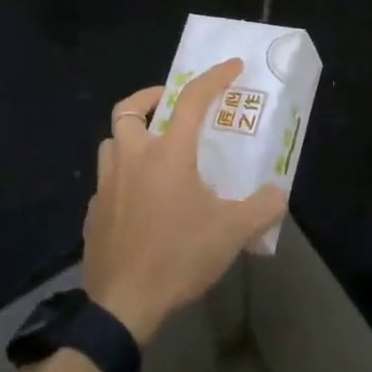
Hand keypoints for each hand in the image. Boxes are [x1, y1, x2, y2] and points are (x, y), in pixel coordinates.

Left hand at [83, 60, 288, 344]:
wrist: (123, 305)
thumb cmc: (179, 257)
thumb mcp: (232, 233)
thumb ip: (262, 207)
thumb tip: (278, 193)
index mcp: (167, 154)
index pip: (191, 99)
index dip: (213, 77)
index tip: (232, 66)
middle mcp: (132, 158)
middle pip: (129, 110)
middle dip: (150, 98)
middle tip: (169, 105)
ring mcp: (106, 185)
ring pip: (111, 142)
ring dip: (131, 136)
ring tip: (153, 151)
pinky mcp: (93, 212)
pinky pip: (105, 180)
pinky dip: (122, 176)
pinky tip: (138, 200)